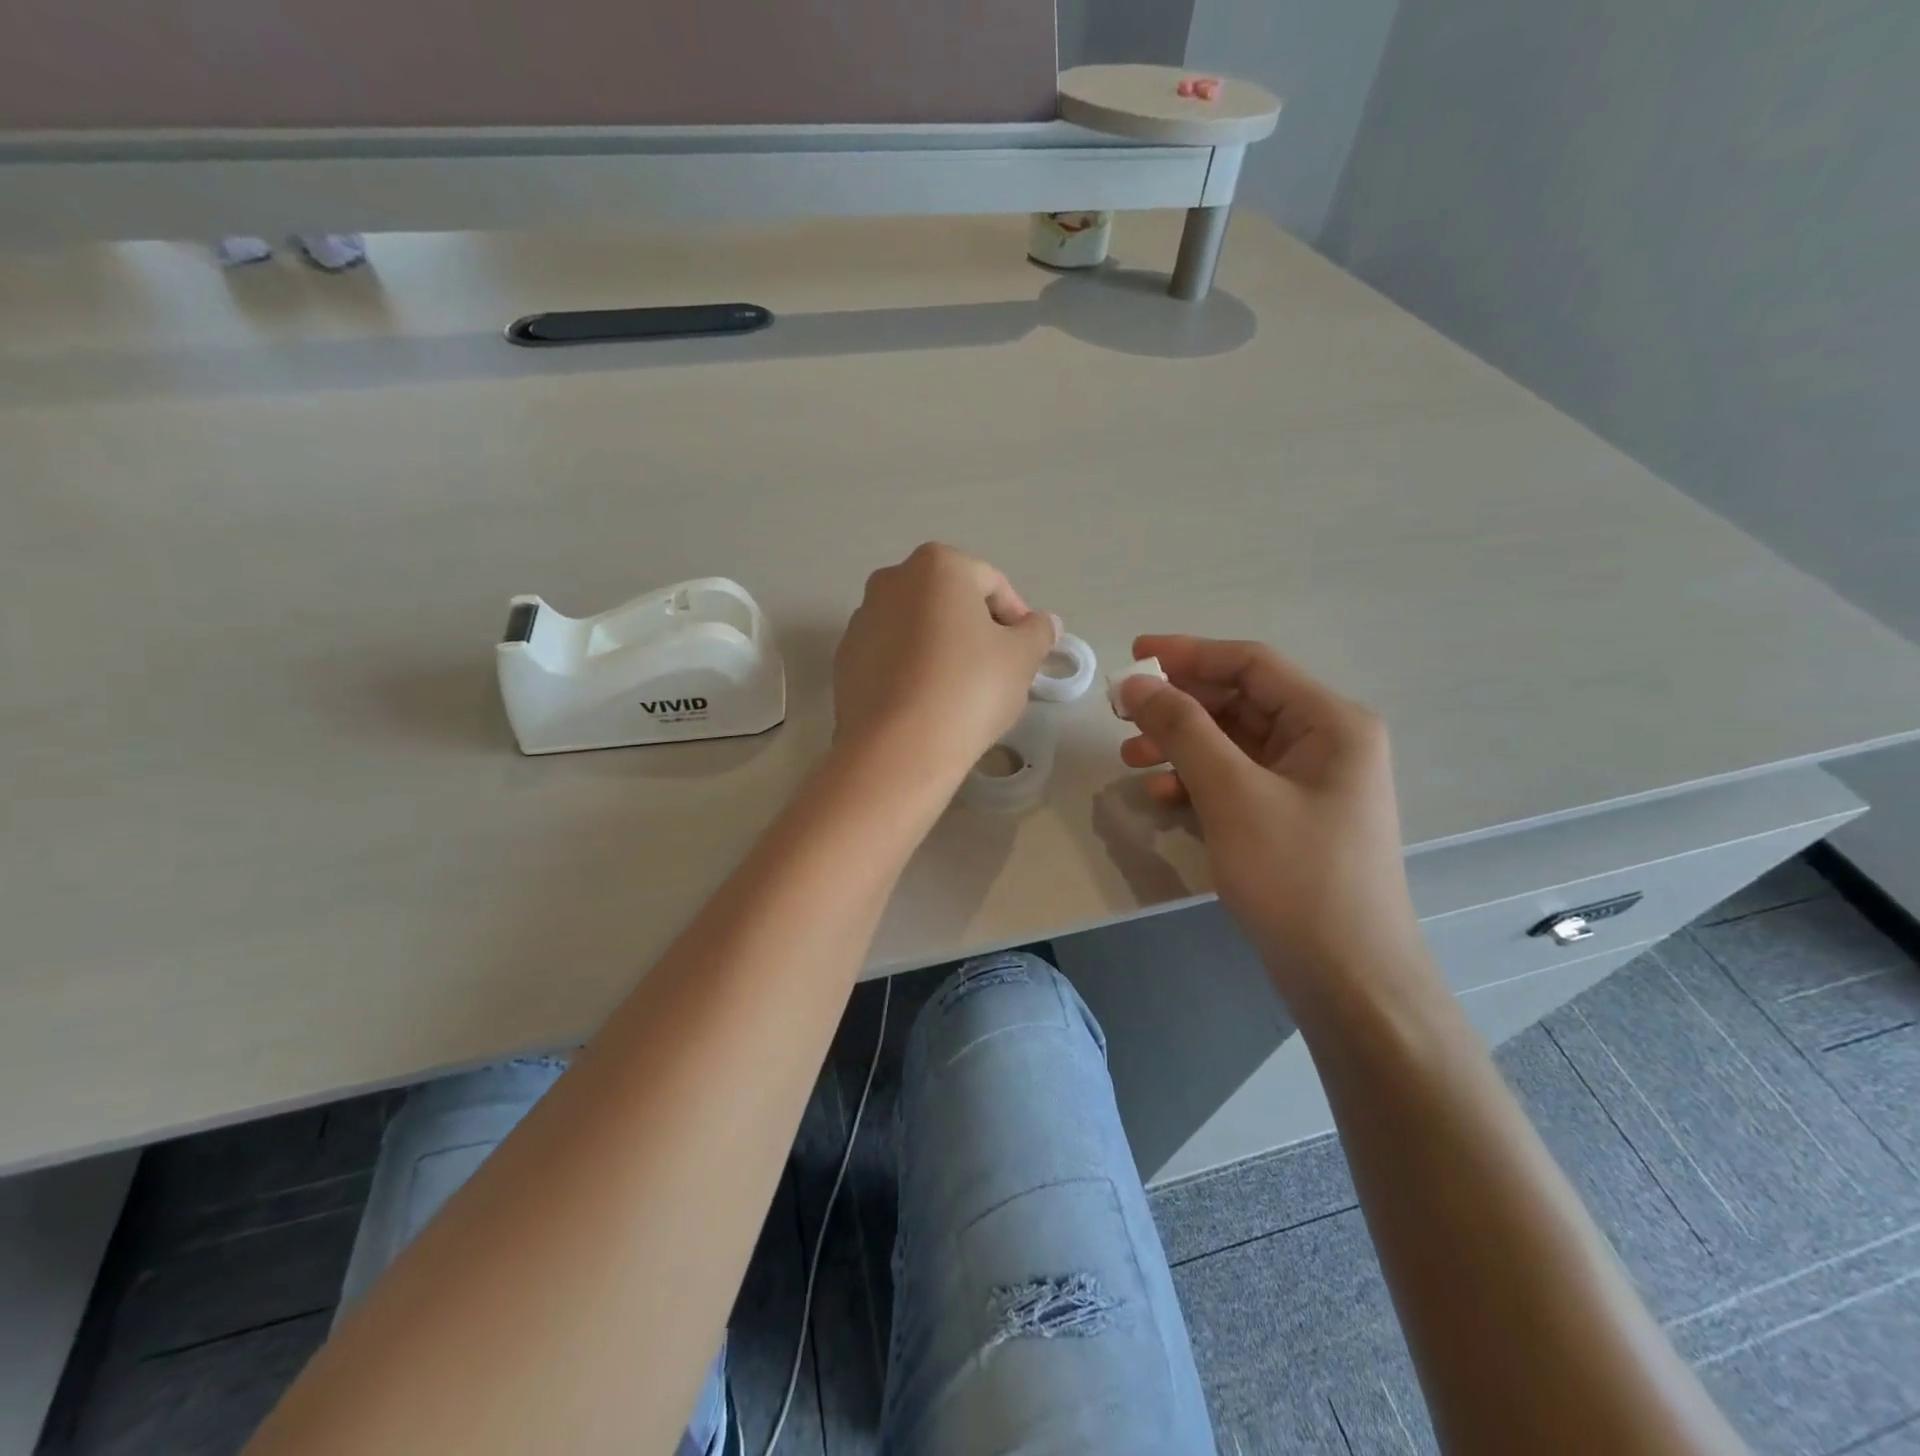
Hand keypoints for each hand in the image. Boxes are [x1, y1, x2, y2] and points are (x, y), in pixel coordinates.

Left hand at [833, 544, 1055, 786]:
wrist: (896, 749)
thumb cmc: (968, 689)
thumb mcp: (1021, 659)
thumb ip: (1038, 632)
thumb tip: (1043, 623)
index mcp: (937, 566)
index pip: (991, 583)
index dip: (1016, 617)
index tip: (1025, 653)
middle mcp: (891, 581)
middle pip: (949, 601)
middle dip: (976, 629)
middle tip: (996, 670)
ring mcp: (861, 620)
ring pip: (917, 628)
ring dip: (942, 648)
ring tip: (960, 692)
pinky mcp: (844, 660)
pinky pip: (891, 656)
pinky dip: (911, 670)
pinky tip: (926, 704)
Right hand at [1117, 636, 1427, 991]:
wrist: (1348, 979)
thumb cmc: (1297, 876)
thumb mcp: (1233, 794)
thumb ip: (1183, 730)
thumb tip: (1136, 683)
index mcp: (1330, 722)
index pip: (1251, 665)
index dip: (1188, 654)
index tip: (1132, 656)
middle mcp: (1325, 742)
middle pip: (1239, 703)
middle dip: (1178, 707)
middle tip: (1121, 715)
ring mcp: (1309, 783)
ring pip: (1233, 744)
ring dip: (1180, 745)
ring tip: (1129, 759)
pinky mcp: (1291, 818)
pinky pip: (1237, 781)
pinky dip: (1197, 782)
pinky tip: (1162, 797)